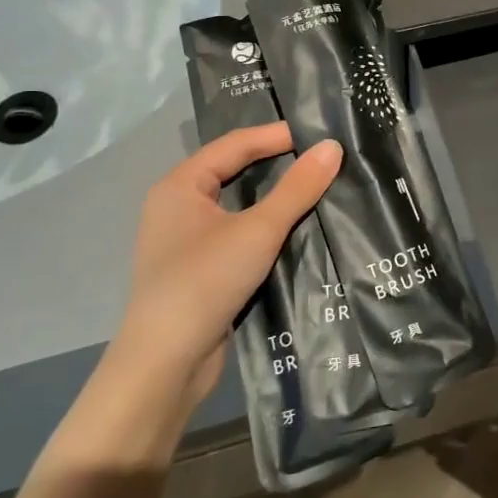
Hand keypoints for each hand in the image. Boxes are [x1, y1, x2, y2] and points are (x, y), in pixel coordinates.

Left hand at [117, 125, 342, 402]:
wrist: (165, 362)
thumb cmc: (205, 281)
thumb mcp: (258, 230)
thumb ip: (297, 188)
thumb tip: (332, 148)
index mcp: (180, 185)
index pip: (234, 145)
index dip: (276, 135)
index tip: (320, 134)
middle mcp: (177, 206)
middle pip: (233, 170)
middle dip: (276, 162)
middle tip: (321, 156)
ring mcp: (186, 240)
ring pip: (237, 204)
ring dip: (273, 196)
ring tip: (316, 187)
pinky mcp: (199, 268)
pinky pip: (237, 232)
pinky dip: (265, 225)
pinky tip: (295, 229)